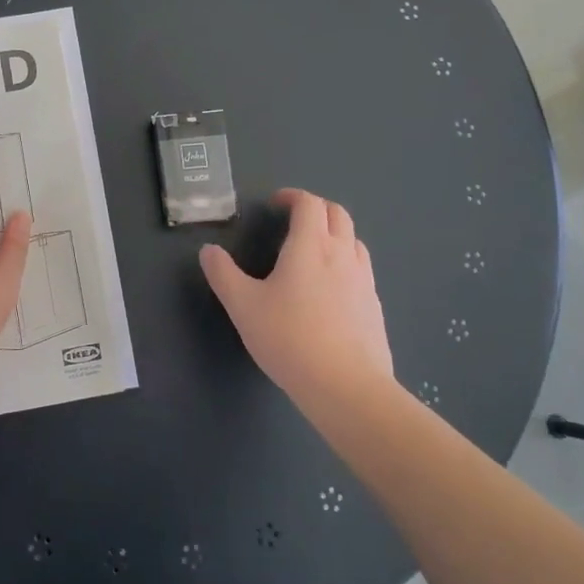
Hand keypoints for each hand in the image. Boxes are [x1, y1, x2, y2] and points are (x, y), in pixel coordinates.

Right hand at [199, 188, 392, 411]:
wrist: (347, 387)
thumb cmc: (290, 339)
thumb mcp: (243, 306)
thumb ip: (223, 274)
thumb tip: (208, 250)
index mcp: (310, 246)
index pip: (309, 204)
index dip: (292, 196)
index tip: (275, 204)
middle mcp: (342, 254)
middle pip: (337, 214)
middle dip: (316, 209)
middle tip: (294, 221)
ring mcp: (364, 280)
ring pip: (354, 240)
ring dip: (334, 234)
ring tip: (313, 252)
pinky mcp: (374, 306)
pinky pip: (362, 269)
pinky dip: (346, 263)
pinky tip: (331, 290)